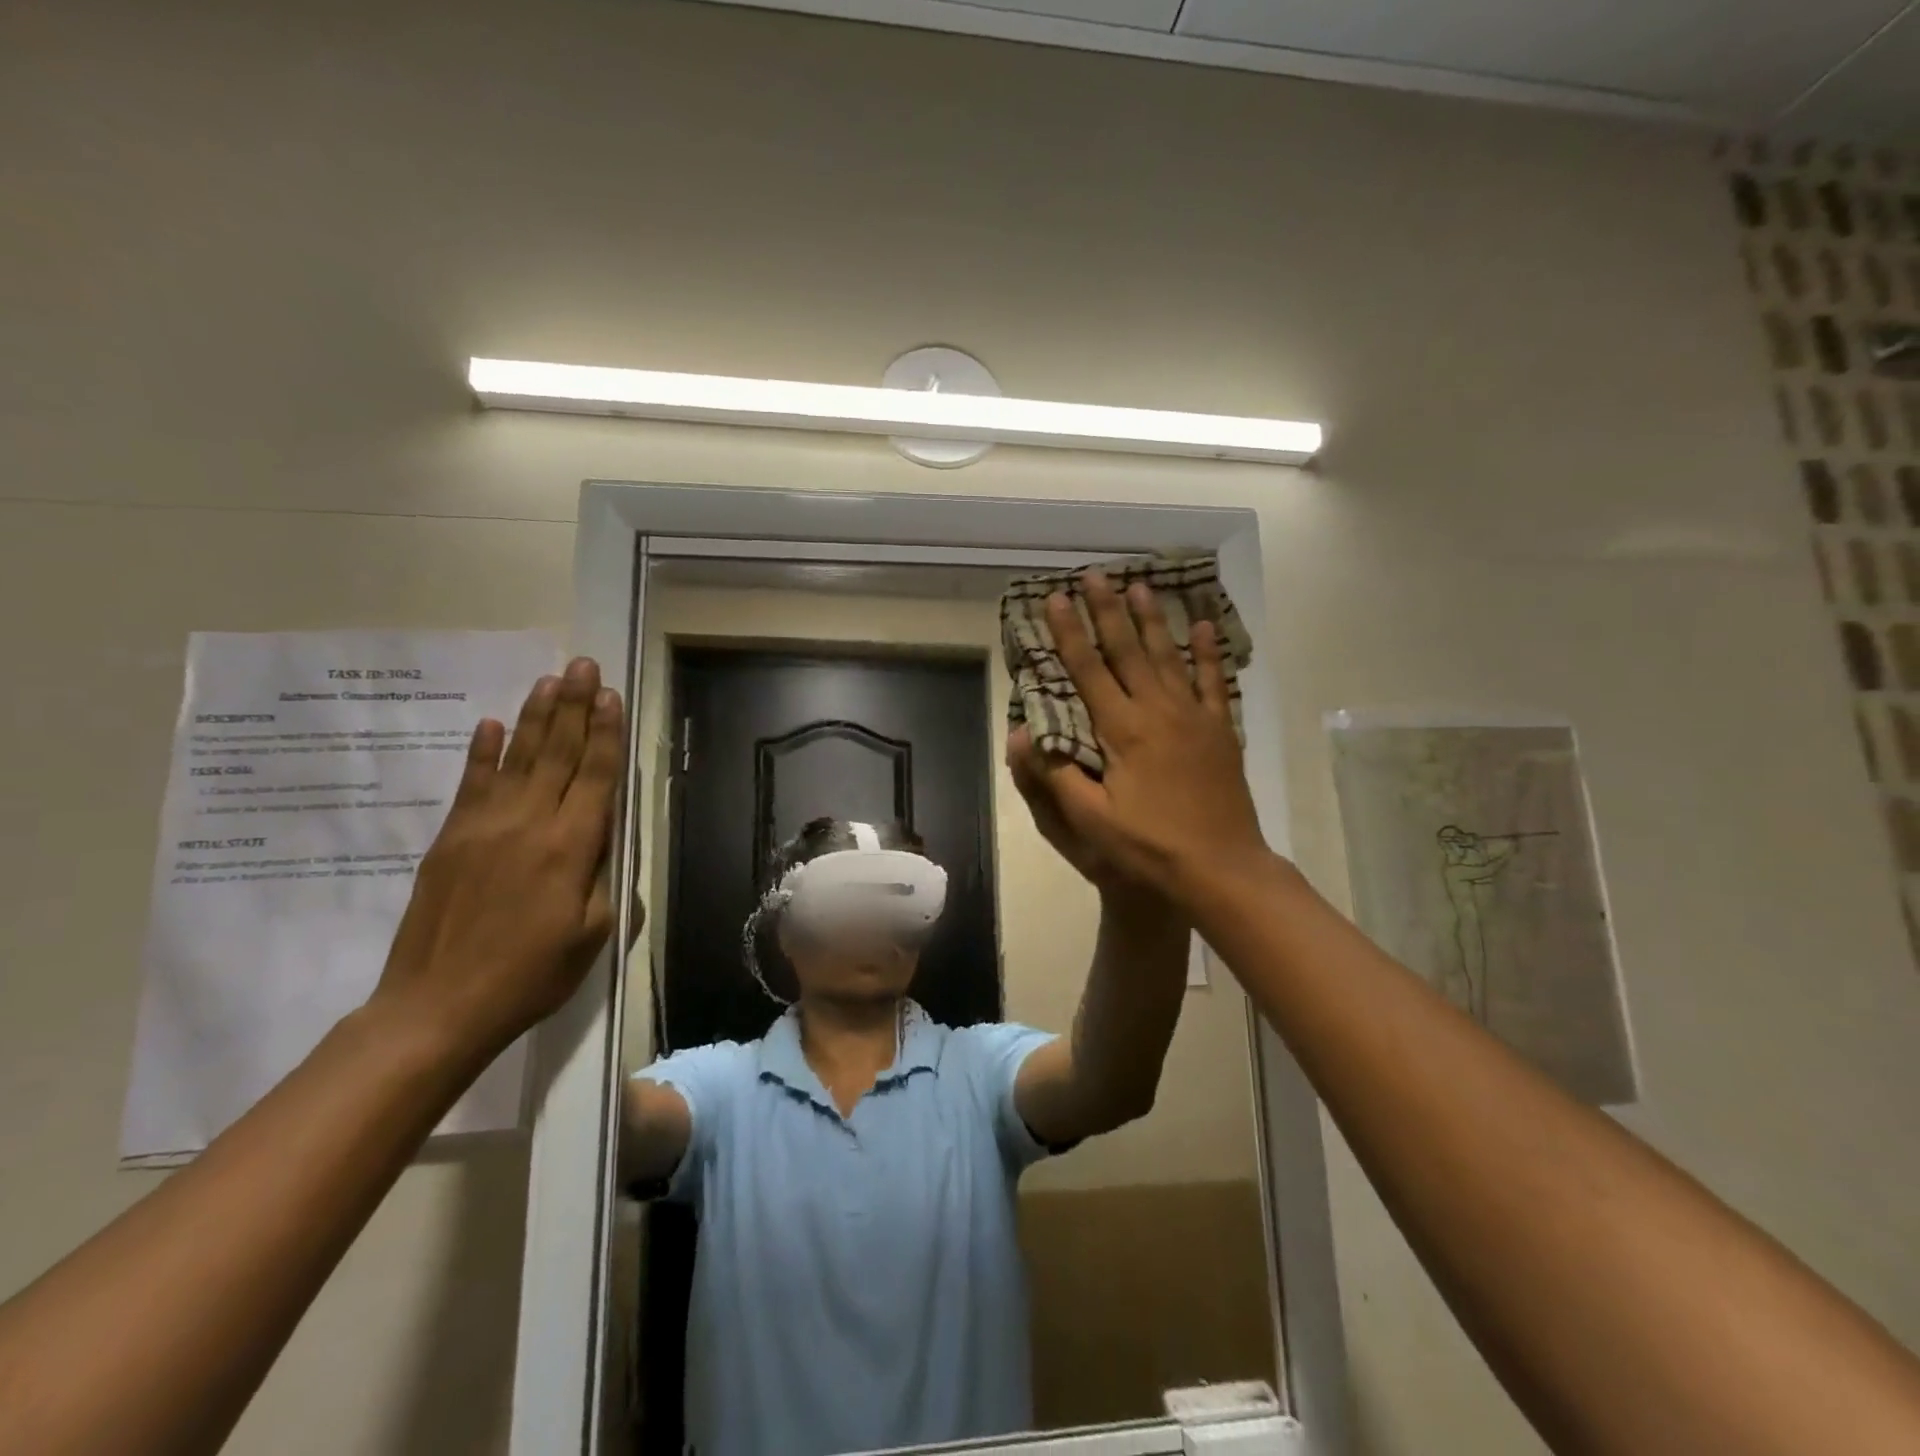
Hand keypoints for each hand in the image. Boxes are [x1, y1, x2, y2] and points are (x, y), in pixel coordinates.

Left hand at [372, 657, 624, 1061]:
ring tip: (549, 680)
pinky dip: (482, 751)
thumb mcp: (594, 935)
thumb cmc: (530, 975)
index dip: (605, 732)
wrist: (436, 1007)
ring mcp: (484, 826)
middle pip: (557, 753)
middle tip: (582, 665)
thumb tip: (611, 839)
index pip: (595, 775)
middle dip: (573, 706)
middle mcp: (529, 823)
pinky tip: (491, 724)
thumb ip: (608, 880)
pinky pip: (471, 783)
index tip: (610, 695)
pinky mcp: (451, 838)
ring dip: (535, 716)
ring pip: (516, 758)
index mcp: (572, 847)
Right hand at [1019, 573, 1270, 907]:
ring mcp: (1194, 716)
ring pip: (1168, 655)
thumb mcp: (1091, 820)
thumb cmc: (1149, 847)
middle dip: (1107, 610)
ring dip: (1152, 619)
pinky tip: (1203, 625)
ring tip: (1140, 585)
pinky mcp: (1220, 729)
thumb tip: (1022, 733)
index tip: (1054, 599)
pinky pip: (1213, 681)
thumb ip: (1056, 774)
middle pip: (1128, 650)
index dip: (1068, 633)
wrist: (1222, 867)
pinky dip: (1208, 651)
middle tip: (1094, 575)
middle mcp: (1158, 710)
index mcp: (1123, 730)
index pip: (1089, 669)